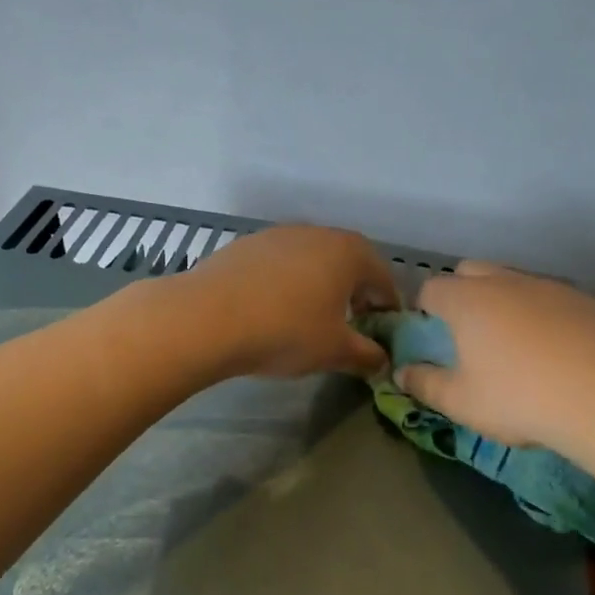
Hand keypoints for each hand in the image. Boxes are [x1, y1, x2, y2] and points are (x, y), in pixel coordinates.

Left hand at [180, 225, 398, 377]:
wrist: (207, 318)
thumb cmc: (286, 331)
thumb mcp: (335, 351)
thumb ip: (367, 355)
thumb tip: (382, 361)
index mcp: (350, 253)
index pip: (383, 279)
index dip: (387, 308)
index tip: (382, 333)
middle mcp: (318, 233)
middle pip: (349, 263)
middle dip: (355, 294)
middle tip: (350, 325)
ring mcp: (278, 235)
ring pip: (312, 261)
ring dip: (319, 286)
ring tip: (310, 318)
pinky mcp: (246, 245)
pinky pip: (280, 264)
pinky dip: (286, 284)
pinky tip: (273, 310)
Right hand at [399, 261, 594, 448]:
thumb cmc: (518, 399)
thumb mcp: (460, 402)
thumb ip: (425, 384)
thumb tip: (402, 373)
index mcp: (467, 301)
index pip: (431, 288)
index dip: (423, 309)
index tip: (430, 335)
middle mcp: (504, 282)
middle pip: (470, 272)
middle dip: (460, 294)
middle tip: (467, 334)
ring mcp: (547, 286)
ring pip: (511, 280)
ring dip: (501, 300)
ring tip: (511, 342)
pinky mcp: (582, 300)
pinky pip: (546, 296)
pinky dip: (538, 312)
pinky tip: (551, 349)